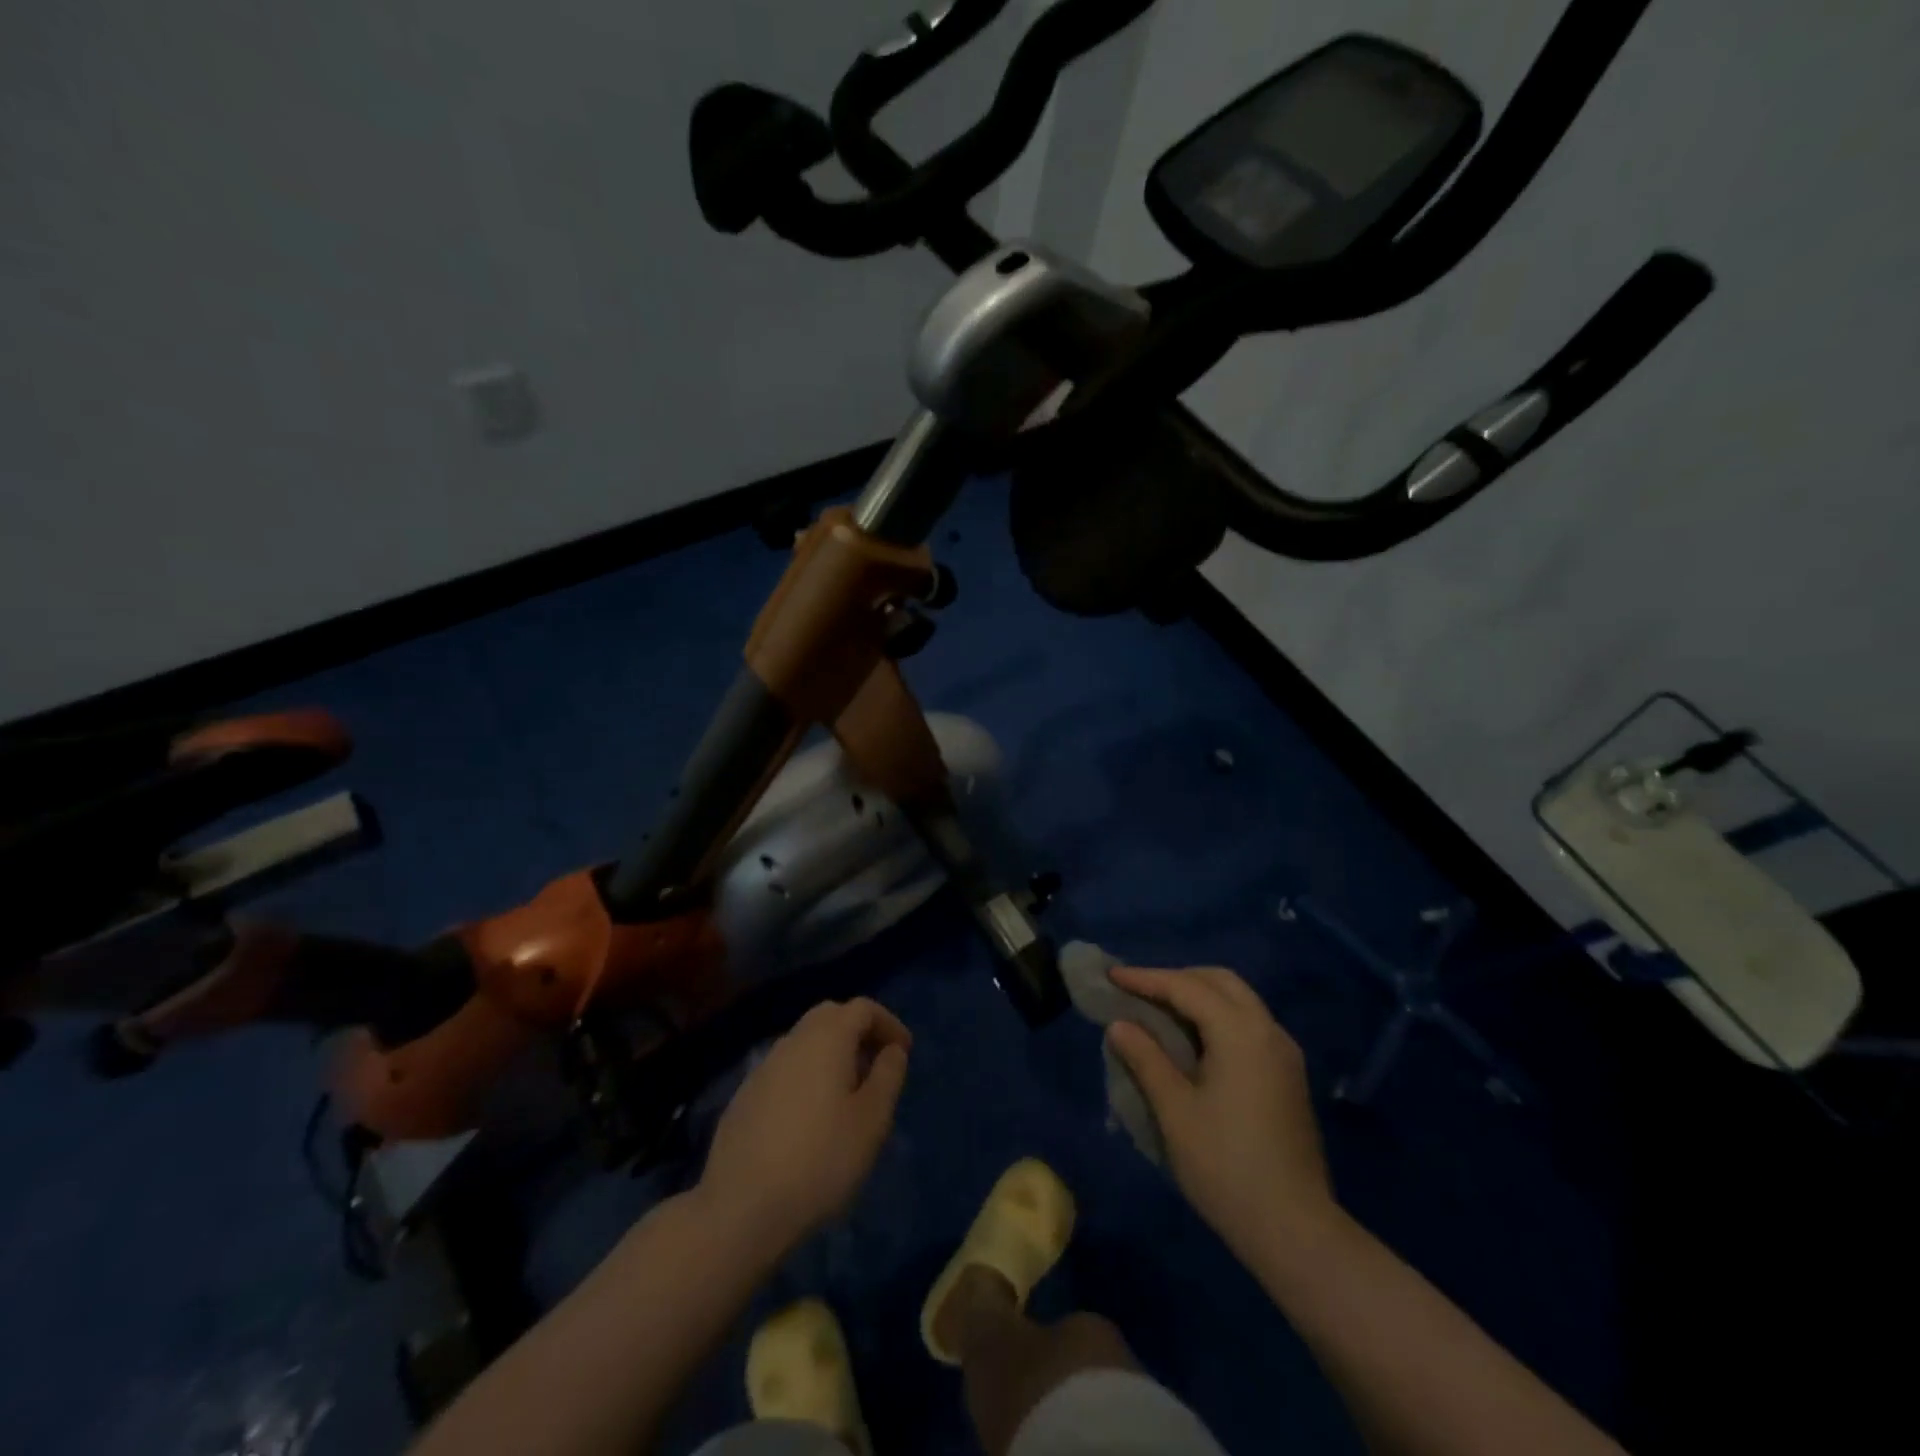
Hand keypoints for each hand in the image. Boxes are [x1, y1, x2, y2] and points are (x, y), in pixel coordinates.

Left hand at [696, 997, 910, 1256]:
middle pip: (830, 1016)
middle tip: (876, 1065)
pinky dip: (807, 1075)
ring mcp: (763, 1067)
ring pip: (805, 1042)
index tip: (904, 1052)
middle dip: (858, 1032)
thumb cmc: (821, 1159)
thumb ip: (888, 1076)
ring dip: (831, 1054)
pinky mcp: (744, 1096)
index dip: (888, 1023)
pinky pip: (785, 1069)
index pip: (863, 1008)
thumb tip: (892, 1050)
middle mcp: (792, 1041)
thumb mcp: (872, 1120)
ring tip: (848, 1093)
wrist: (741, 1207)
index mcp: (826, 1038)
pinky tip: (811, 1116)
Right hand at [1106, 967, 1335, 1260]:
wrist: (1295, 1230)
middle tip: (1138, 991)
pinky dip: (1217, 1017)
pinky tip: (1193, 1041)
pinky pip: (1248, 1024)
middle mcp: (1268, 1031)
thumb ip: (1146, 1058)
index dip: (1146, 978)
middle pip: (1220, 981)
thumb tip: (1120, 1025)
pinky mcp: (1288, 1076)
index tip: (1112, 975)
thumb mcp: (1174, 1110)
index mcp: (1241, 1032)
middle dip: (1177, 978)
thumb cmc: (1225, 1165)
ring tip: (1160, 1011)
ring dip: (1199, 996)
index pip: (1186, 987)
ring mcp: (1284, 1053)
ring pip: (1238, 1001)